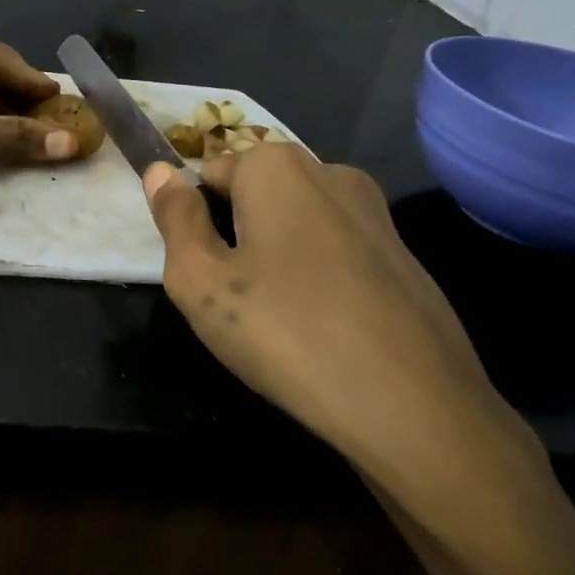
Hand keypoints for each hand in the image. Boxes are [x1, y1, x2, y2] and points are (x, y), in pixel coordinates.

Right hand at [144, 146, 574, 574]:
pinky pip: (338, 251)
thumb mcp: (200, 280)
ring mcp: (377, 214)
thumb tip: (160, 170)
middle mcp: (332, 173)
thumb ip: (174, 218)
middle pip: (257, 193)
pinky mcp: (405, 256)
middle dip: (236, 233)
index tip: (202, 270)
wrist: (414, 408)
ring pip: (298, 223)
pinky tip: (322, 328)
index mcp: (278, 167)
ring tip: (276, 318)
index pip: (210, 172)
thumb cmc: (286, 333)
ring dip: (276, 255)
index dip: (195, 220)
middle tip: (232, 299)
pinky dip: (319, 276)